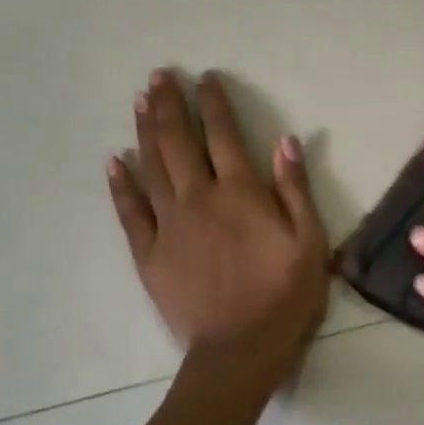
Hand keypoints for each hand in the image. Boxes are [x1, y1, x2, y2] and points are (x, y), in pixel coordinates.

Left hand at [108, 70, 327, 378]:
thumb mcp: (309, 242)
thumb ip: (295, 190)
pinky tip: (114, 161)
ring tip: (140, 102)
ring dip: (144, 131)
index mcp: (241, 194)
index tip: (206, 79)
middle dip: (170, 106)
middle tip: (160, 76)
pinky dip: (121, 183)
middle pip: (178, 142)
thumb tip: (286, 142)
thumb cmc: (285, 295)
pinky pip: (129, 210)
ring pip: (150, 167)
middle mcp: (199, 199)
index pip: (224, 137)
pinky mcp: (148, 253)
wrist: (240, 348)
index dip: (214, 105)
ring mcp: (168, 225)